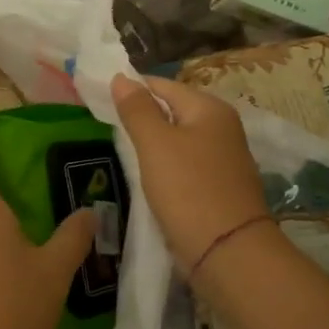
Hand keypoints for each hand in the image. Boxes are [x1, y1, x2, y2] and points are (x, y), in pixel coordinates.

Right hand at [110, 74, 268, 272]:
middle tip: (106, 128)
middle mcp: (222, 127)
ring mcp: (224, 157)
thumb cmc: (188, 190)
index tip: (100, 101)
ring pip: (178, 139)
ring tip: (122, 152)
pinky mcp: (219, 185)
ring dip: (153, 144)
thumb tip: (121, 77)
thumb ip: (137, 109)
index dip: (131, 90)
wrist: (228, 251)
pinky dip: (166, 166)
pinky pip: (185, 164)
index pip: (162, 85)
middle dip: (142, 117)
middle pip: (172, 111)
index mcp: (210, 108)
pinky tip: (148, 178)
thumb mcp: (155, 144)